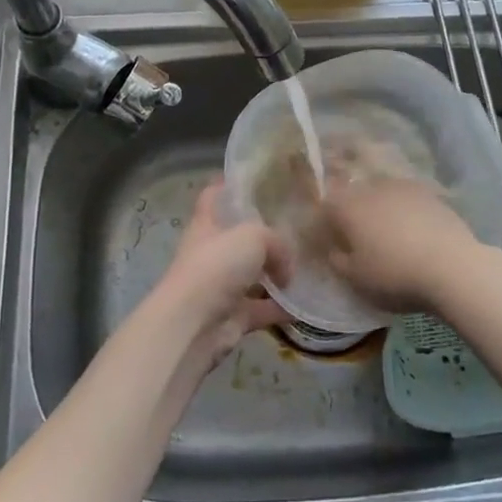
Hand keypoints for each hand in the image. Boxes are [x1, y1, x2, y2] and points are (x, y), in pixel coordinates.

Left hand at [146, 184, 291, 375]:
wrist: (193, 324)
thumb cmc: (216, 266)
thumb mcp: (253, 237)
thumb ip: (276, 243)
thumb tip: (286, 269)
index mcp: (207, 225)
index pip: (213, 196)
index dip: (227, 185)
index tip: (251, 178)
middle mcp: (211, 253)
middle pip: (237, 238)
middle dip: (263, 235)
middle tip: (296, 227)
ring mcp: (221, 287)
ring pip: (253, 276)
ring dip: (276, 275)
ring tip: (308, 266)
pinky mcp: (232, 317)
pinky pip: (262, 309)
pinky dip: (282, 309)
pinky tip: (306, 304)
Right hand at [321, 177, 483, 312]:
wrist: (452, 266)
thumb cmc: (394, 274)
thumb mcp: (355, 278)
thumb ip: (337, 261)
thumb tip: (334, 249)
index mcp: (348, 206)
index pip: (327, 207)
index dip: (325, 226)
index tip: (330, 245)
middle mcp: (372, 188)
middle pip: (355, 197)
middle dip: (353, 215)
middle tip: (359, 241)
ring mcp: (404, 187)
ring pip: (383, 196)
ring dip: (381, 212)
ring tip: (390, 237)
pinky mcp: (431, 194)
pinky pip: (408, 202)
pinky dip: (406, 214)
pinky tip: (414, 234)